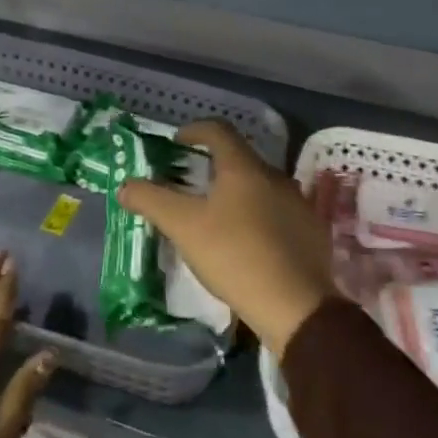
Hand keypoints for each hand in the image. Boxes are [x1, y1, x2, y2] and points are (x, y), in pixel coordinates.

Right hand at [120, 119, 335, 355]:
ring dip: (238, 193)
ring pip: (261, 187)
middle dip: (214, 166)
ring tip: (218, 216)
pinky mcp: (312, 232)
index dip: (195, 130)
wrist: (296, 306)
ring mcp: (298, 204)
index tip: (178, 142)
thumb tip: (125, 186)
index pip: (218, 131)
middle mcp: (275, 176)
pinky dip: (259, 217)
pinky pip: (279, 213)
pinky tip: (249, 243)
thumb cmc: (234, 256)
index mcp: (244, 168)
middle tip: (192, 184)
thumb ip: (151, 201)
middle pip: (241, 159)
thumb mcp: (184, 227)